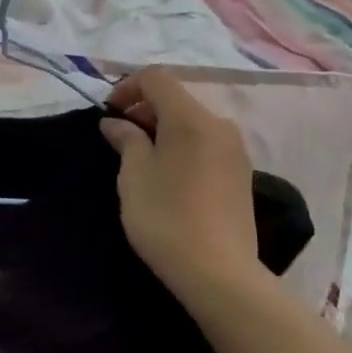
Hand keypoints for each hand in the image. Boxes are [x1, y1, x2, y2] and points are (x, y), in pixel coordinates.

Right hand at [100, 68, 260, 303]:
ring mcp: (235, 149)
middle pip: (176, 98)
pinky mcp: (242, 173)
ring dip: (164, 128)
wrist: (220, 274)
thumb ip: (126, 139)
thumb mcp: (134, 176)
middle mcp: (218, 124)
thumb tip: (116, 122)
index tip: (109, 114)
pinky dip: (183, 145)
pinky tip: (169, 175)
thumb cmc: (167, 219)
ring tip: (142, 158)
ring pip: (192, 121)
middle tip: (120, 138)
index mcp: (190, 118)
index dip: (127, 87)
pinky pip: (206, 142)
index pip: (156, 78)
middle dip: (144, 109)